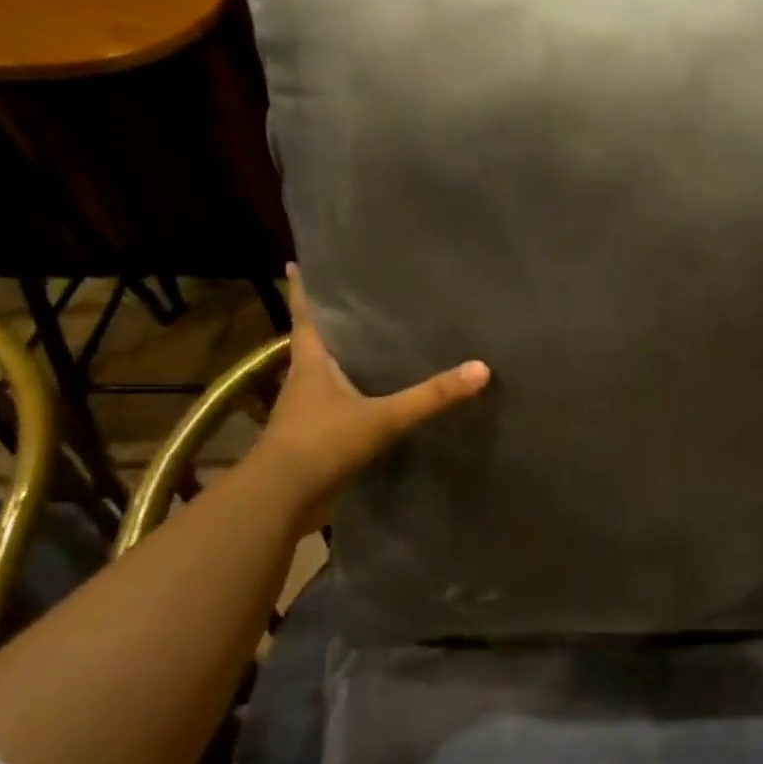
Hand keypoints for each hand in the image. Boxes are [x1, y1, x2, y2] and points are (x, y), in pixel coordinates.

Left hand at [255, 264, 489, 518]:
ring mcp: (307, 412)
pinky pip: (336, 407)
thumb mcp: (383, 417)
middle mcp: (305, 382)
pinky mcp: (315, 438)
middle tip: (355, 300)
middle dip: (330, 322)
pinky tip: (375, 398)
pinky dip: (352, 396)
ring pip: (325, 375)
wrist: (282, 499)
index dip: (302, 290)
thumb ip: (430, 396)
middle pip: (315, 343)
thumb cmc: (323, 443)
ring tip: (371, 343)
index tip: (296, 264)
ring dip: (341, 360)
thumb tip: (481, 369)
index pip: (305, 316)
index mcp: (312, 364)